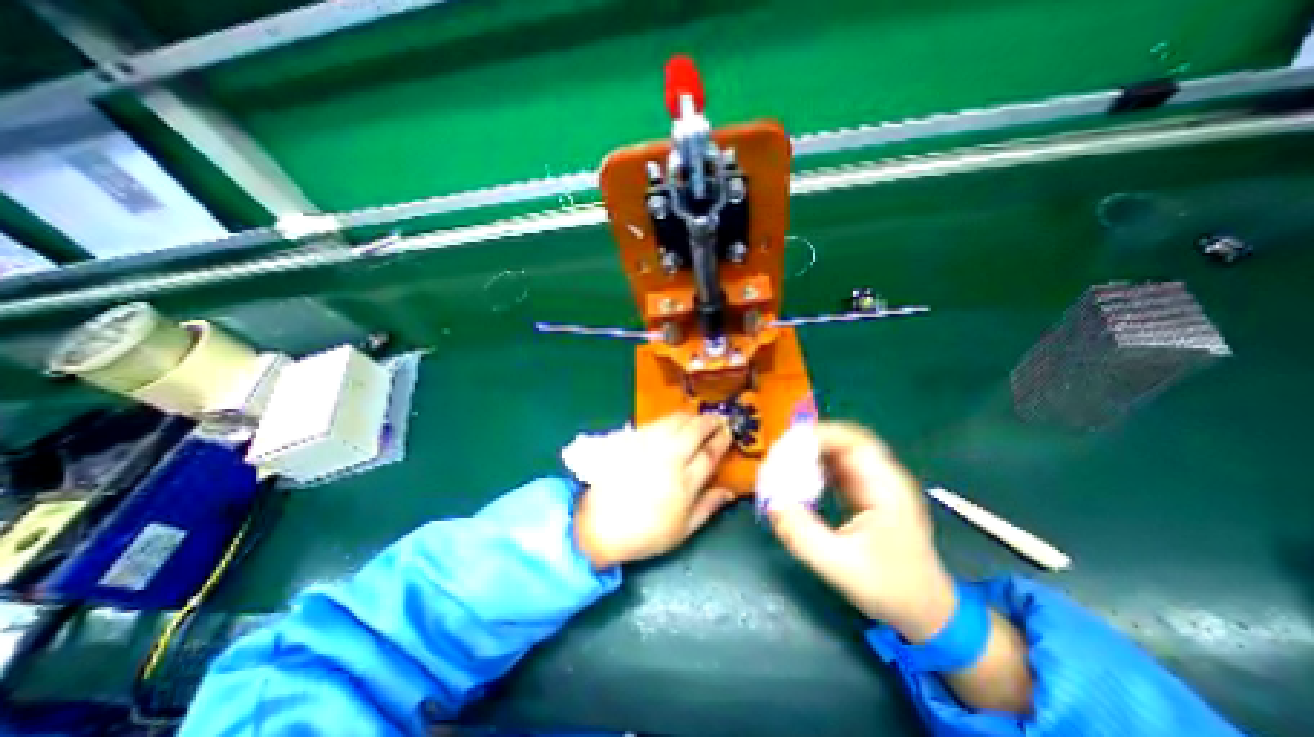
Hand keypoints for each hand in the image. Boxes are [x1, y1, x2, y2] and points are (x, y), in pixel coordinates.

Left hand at [577, 415, 736, 569]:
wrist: (600, 526)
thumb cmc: (646, 533)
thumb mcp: (683, 530)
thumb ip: (708, 507)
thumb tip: (729, 491)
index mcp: (684, 483)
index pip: (710, 453)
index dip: (722, 439)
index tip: (729, 432)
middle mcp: (668, 458)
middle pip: (695, 430)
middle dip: (711, 420)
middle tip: (719, 418)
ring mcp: (648, 446)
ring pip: (675, 421)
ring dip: (691, 416)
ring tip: (699, 418)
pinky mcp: (631, 440)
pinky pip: (656, 423)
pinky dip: (670, 420)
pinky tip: (674, 422)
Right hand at [767, 424, 950, 640]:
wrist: (925, 610)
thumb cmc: (891, 589)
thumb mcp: (842, 566)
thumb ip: (804, 535)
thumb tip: (771, 503)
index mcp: (886, 488)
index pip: (854, 441)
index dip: (820, 436)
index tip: (788, 447)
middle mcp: (881, 477)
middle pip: (843, 440)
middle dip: (808, 442)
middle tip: (779, 455)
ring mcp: (872, 483)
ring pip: (836, 451)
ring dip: (808, 453)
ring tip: (781, 465)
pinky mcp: (862, 491)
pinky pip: (833, 467)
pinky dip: (812, 467)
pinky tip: (795, 479)